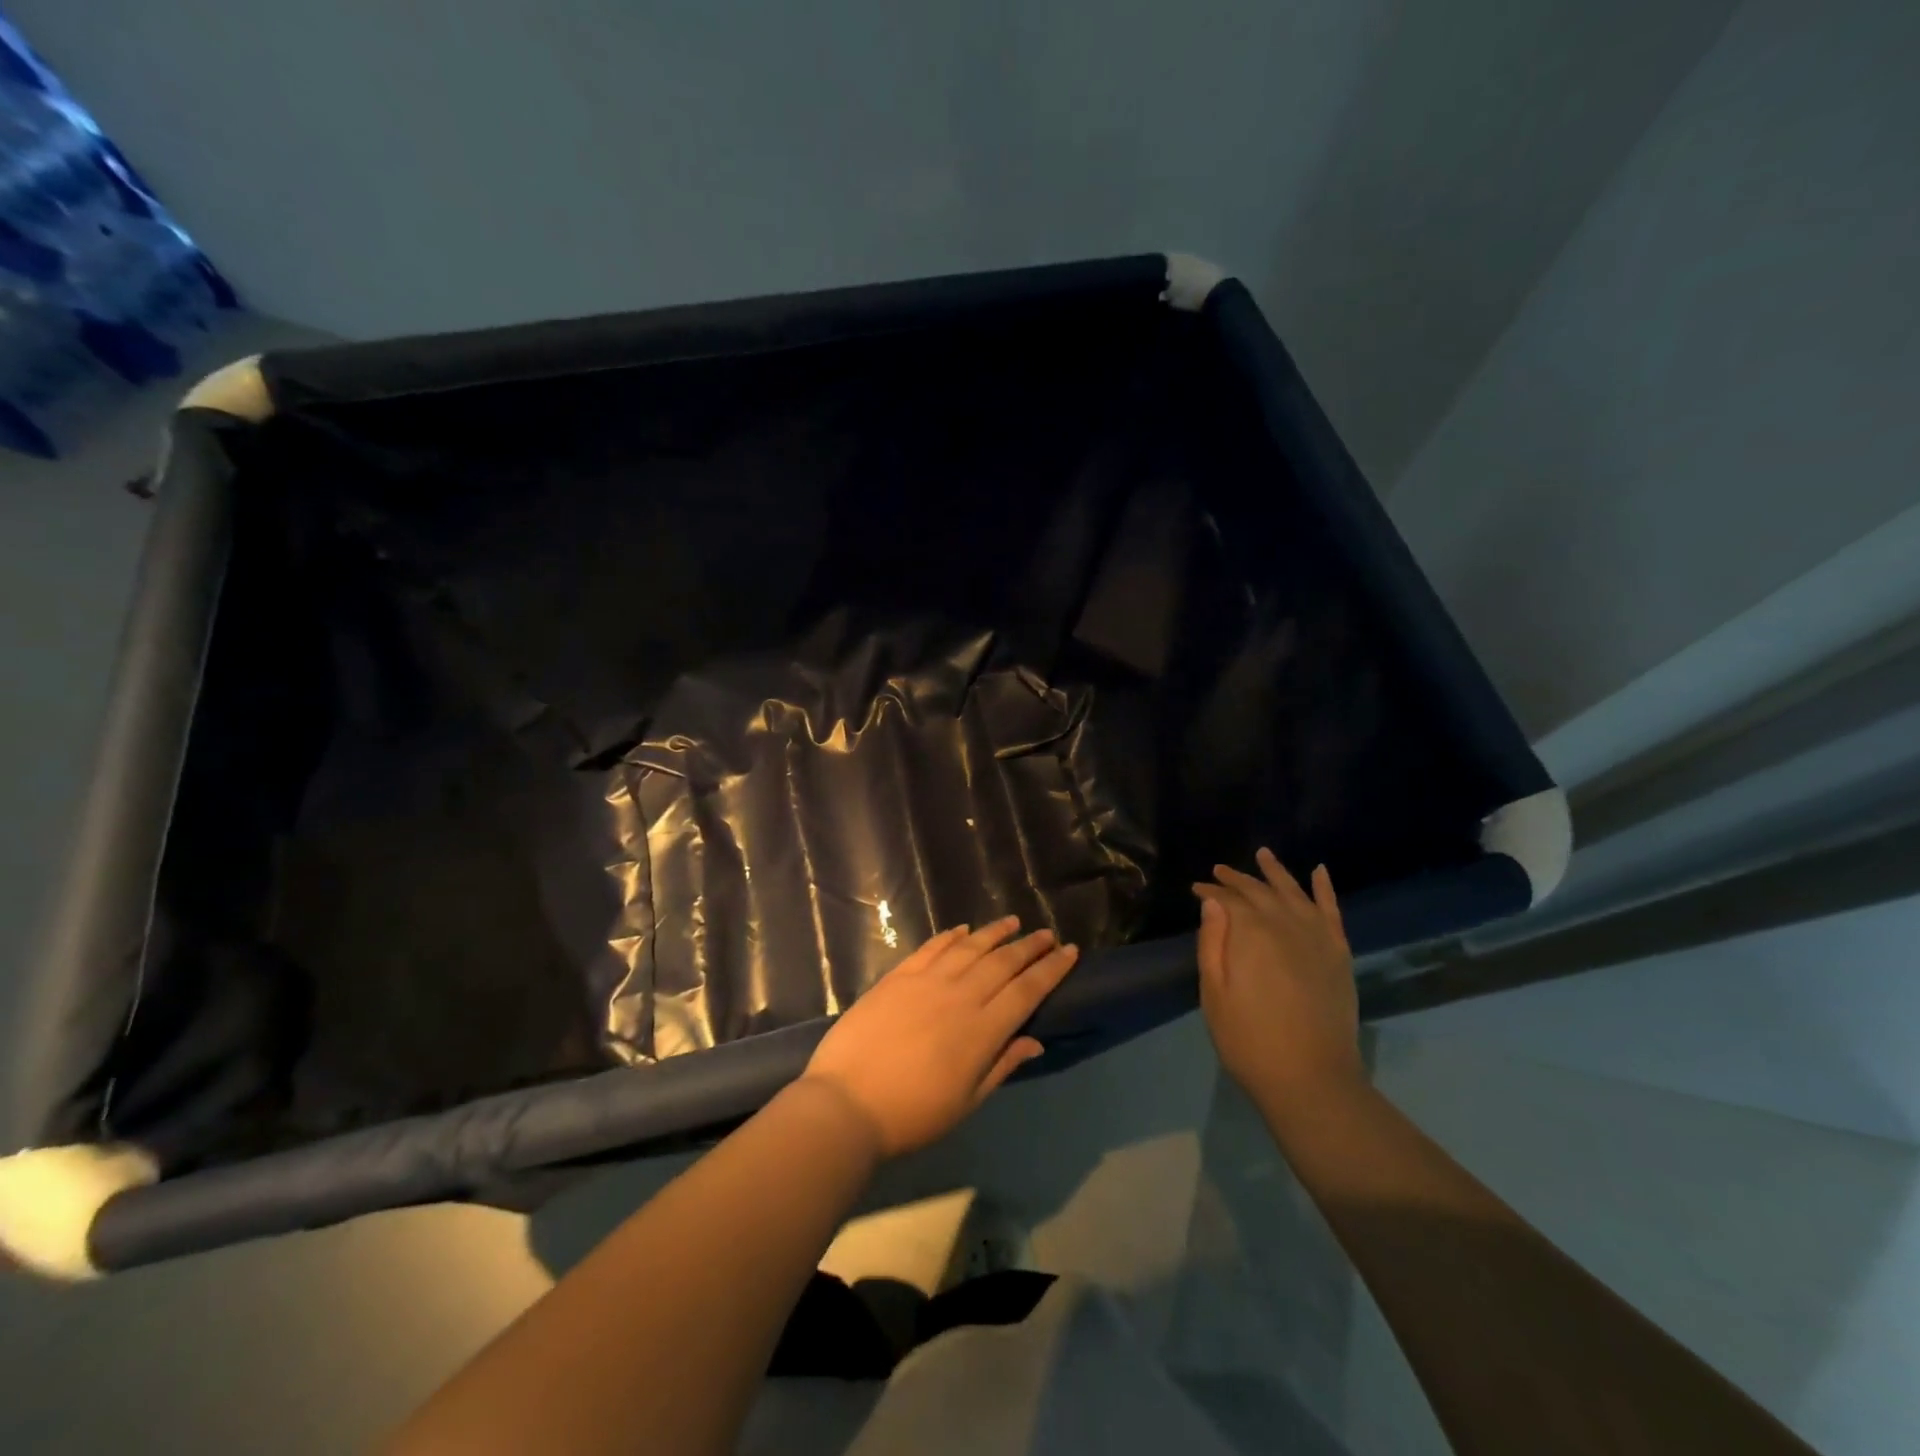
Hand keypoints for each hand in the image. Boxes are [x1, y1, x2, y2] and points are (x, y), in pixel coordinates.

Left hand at [801, 918, 1080, 1158]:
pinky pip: (931, 947)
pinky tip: (963, 930)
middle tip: (1047, 934)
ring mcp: (927, 981)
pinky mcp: (898, 976)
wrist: (846, 1103)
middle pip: (1003, 962)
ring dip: (994, 932)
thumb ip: (1001, 1065)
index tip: (1070, 951)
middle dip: (1029, 946)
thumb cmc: (912, 1114)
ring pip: (970, 947)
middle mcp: (960, 995)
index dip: (1051, 969)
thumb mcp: (966, 1101)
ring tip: (1012, 922)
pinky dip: (950, 935)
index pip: (1027, 990)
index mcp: (982, 1029)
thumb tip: (1034, 1040)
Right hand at [1192, 849, 1361, 1104]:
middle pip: (1259, 892)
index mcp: (1252, 934)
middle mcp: (1286, 925)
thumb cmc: (1249, 1040)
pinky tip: (1319, 871)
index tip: (1196, 889)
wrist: (1311, 1079)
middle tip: (1218, 872)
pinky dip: (1324, 889)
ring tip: (1263, 854)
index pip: (1227, 901)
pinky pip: (1332, 910)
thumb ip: (1212, 944)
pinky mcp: (1338, 952)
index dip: (1210, 892)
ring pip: (1294, 892)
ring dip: (1276, 872)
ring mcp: (1317, 937)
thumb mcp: (1214, 994)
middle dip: (1236, 880)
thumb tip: (1212, 903)